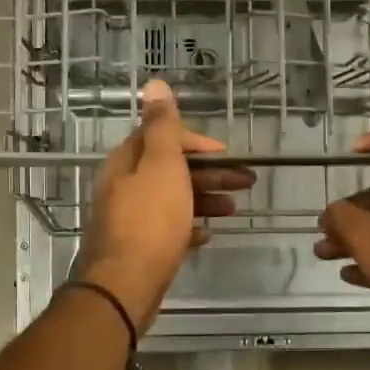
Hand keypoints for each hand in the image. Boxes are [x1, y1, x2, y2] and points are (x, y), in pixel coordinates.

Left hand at [76, 79, 254, 330]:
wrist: (125, 285)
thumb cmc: (149, 221)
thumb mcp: (161, 165)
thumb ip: (162, 126)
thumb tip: (154, 84)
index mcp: (126, 163)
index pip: (161, 138)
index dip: (195, 142)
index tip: (226, 155)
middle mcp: (123, 187)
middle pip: (170, 170)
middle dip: (209, 173)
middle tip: (246, 181)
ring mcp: (130, 219)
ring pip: (172, 200)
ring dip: (204, 199)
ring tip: (233, 208)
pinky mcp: (138, 248)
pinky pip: (168, 230)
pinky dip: (189, 227)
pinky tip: (208, 234)